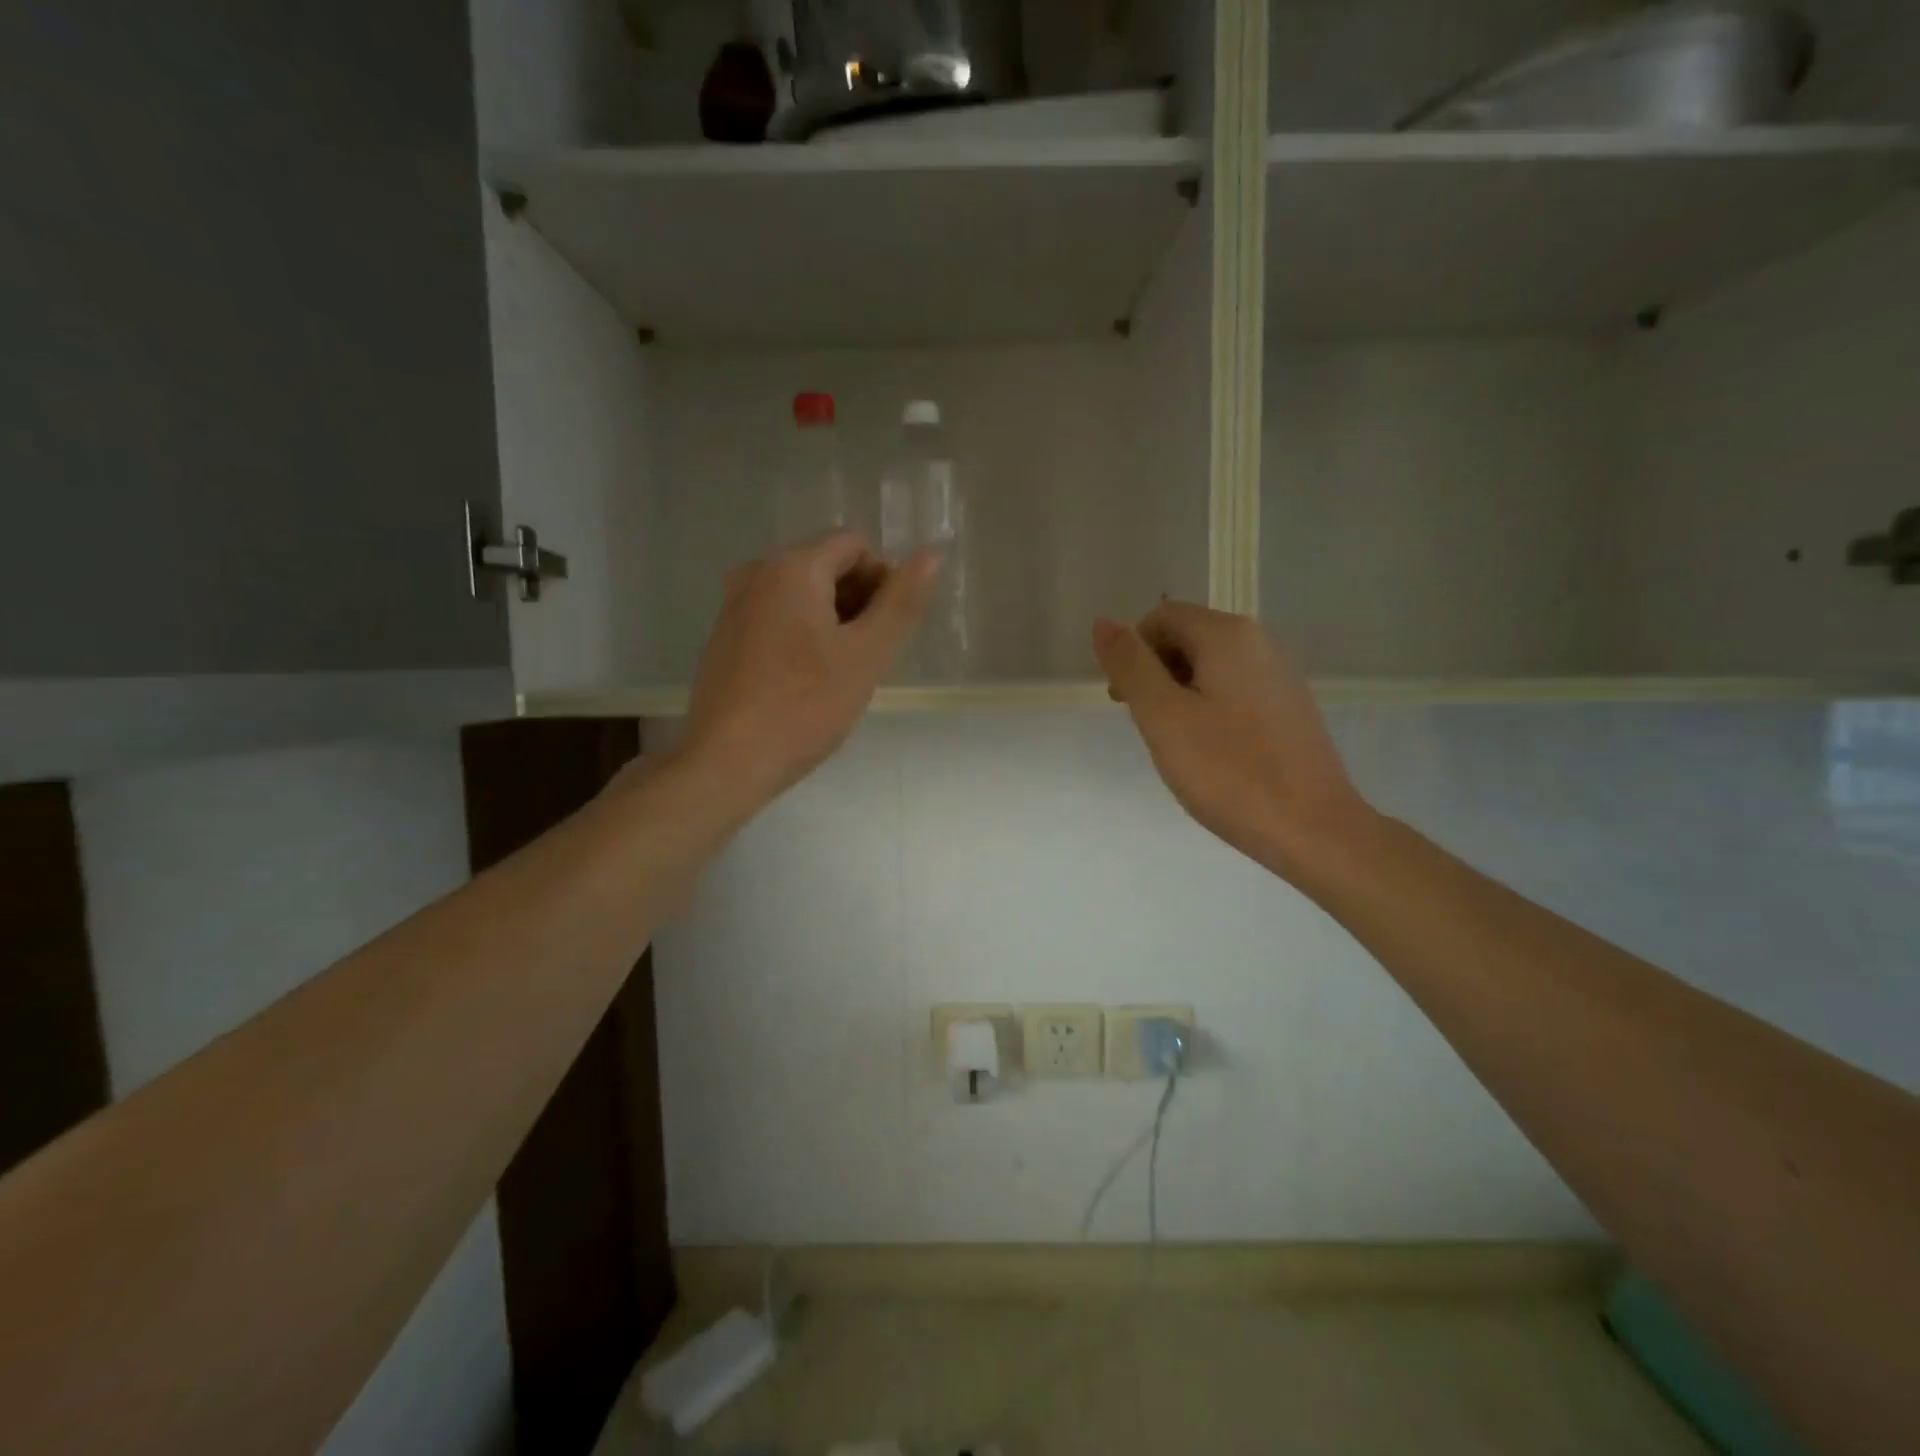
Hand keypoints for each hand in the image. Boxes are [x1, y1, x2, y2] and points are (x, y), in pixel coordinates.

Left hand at [681, 533, 936, 812]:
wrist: (727, 761)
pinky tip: (808, 679)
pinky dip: (803, 633)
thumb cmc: (805, 706)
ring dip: (833, 619)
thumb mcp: (866, 655)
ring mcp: (734, 605)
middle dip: (858, 600)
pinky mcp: (724, 638)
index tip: (889, 629)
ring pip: (801, 593)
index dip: (884, 579)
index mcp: (792, 567)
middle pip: (825, 564)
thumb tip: (931, 554)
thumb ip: (901, 602)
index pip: (854, 545)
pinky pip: (777, 616)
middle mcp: (756, 573)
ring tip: (843, 670)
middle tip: (870, 654)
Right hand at [1092, 602, 1375, 879]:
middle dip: (1155, 672)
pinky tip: (1210, 751)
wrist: (1312, 828)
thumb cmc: (1229, 772)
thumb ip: (1130, 665)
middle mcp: (1260, 641)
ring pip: (1210, 666)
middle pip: (1188, 637)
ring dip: (1179, 692)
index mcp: (1228, 635)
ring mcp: (1280, 674)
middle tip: (1147, 725)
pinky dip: (1209, 707)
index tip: (1125, 701)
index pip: (1161, 618)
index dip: (1132, 652)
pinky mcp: (1290, 706)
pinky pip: (1235, 689)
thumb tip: (1103, 622)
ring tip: (1176, 742)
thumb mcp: (1163, 717)